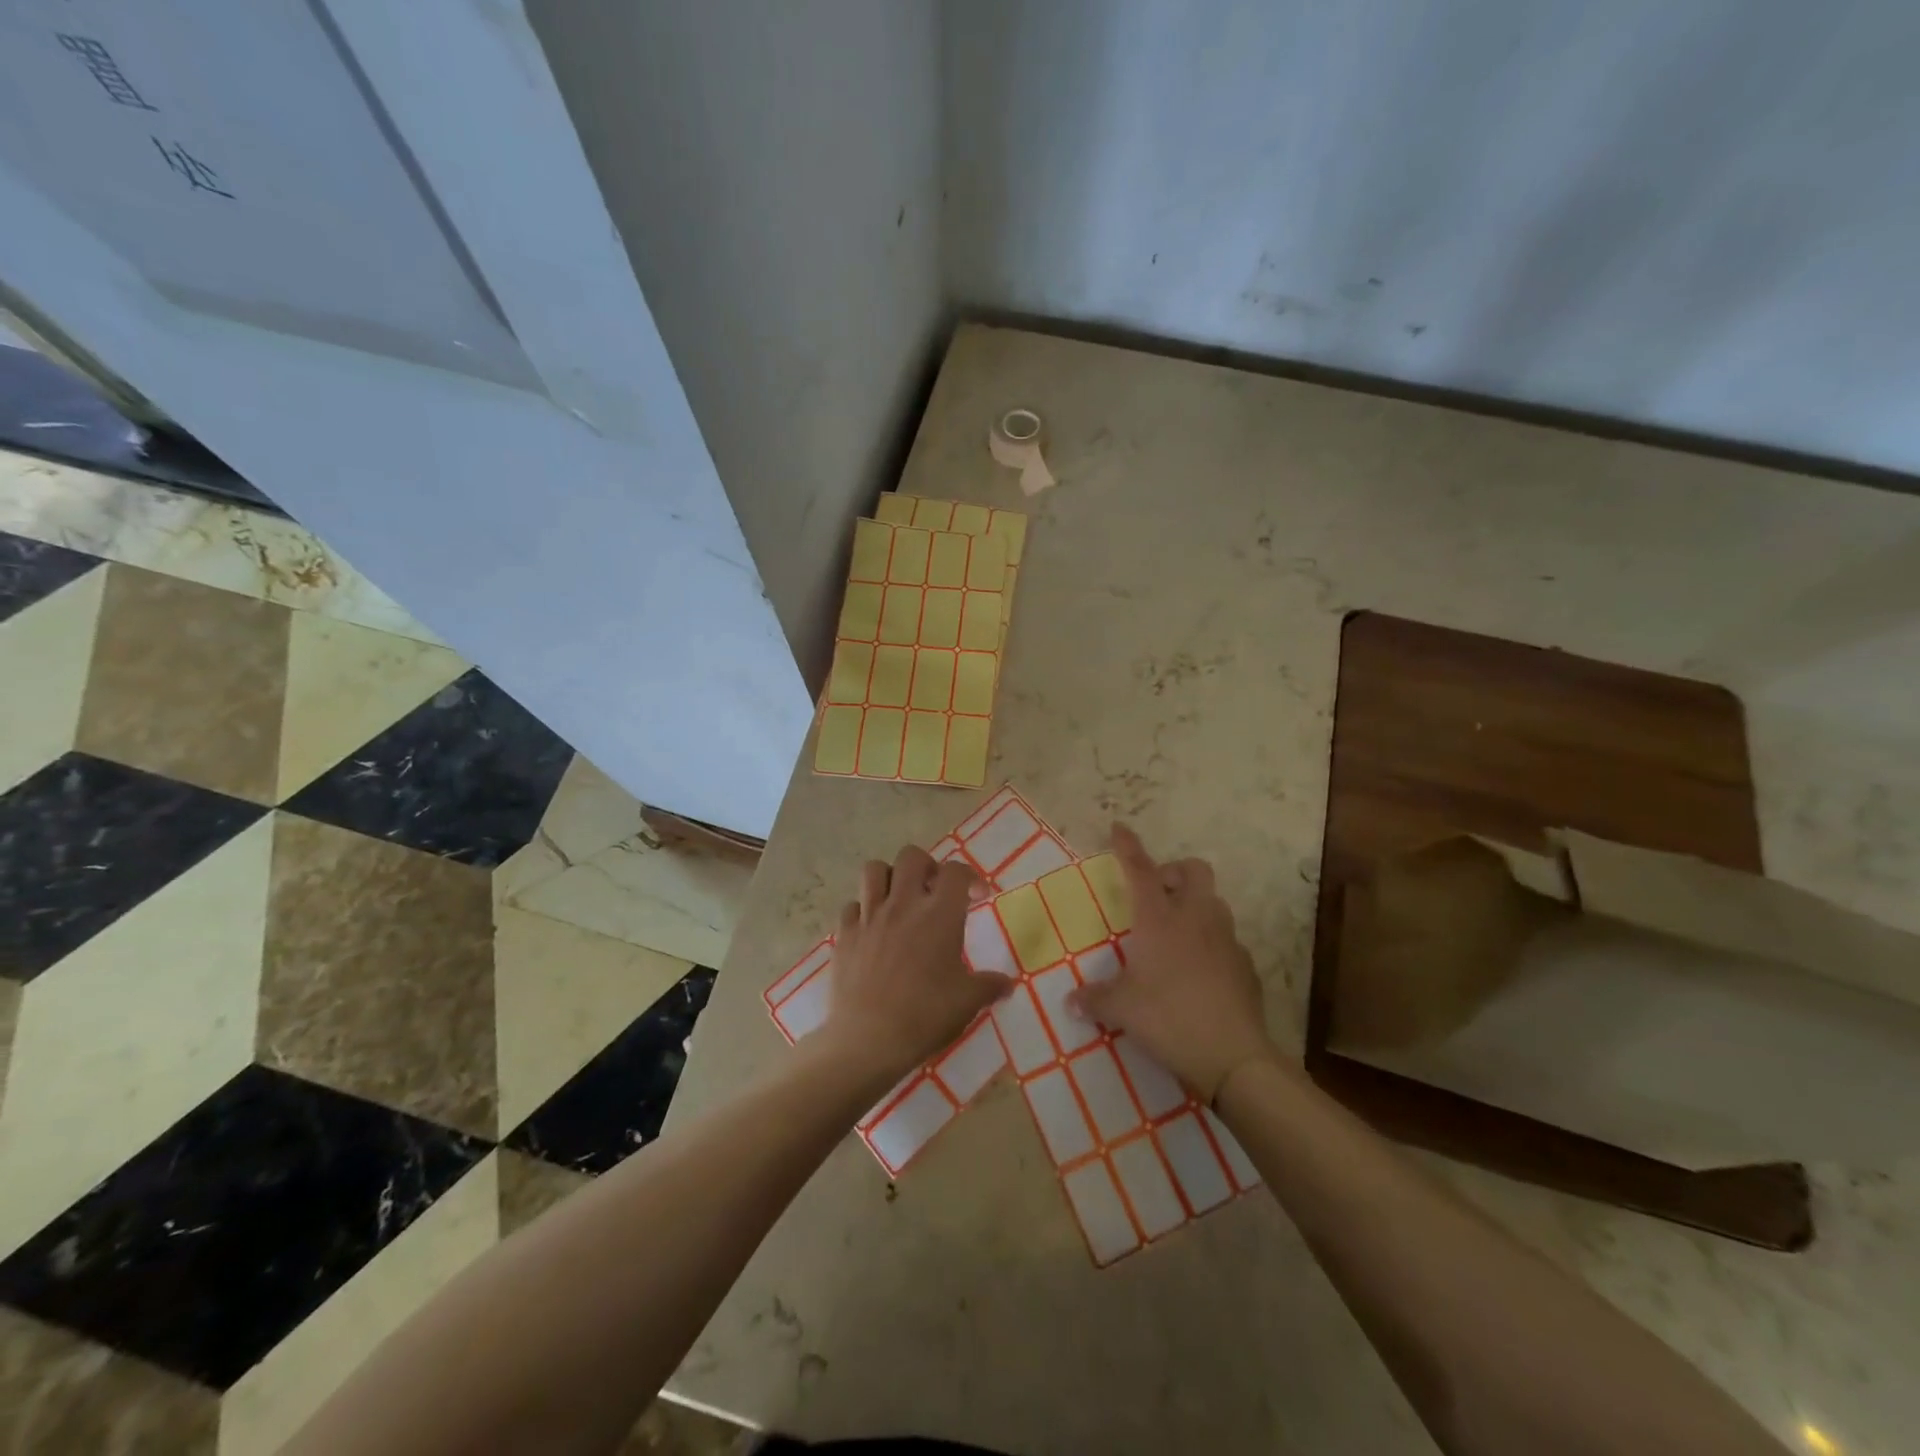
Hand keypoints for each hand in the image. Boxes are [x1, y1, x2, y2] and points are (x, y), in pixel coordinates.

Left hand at [825, 845, 1015, 1082]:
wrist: (868, 1040)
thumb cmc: (925, 1016)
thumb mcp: (968, 1002)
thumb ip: (989, 986)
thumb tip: (1007, 984)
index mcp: (939, 914)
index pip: (956, 872)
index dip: (970, 877)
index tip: (977, 896)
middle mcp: (903, 904)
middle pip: (912, 856)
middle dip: (926, 866)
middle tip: (934, 891)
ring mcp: (870, 916)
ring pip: (874, 870)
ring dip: (889, 877)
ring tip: (899, 899)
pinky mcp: (845, 934)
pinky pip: (851, 905)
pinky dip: (863, 909)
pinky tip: (872, 929)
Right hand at [1069, 824, 1277, 1102]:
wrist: (1233, 1055)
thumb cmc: (1169, 1018)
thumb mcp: (1122, 1009)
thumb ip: (1095, 999)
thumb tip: (1070, 1002)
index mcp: (1160, 919)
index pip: (1141, 871)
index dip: (1128, 847)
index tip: (1119, 827)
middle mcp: (1196, 918)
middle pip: (1192, 870)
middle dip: (1174, 871)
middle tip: (1155, 894)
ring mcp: (1226, 939)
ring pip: (1213, 901)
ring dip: (1194, 904)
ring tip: (1176, 932)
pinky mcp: (1246, 963)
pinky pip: (1227, 938)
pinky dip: (1211, 941)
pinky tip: (1199, 969)